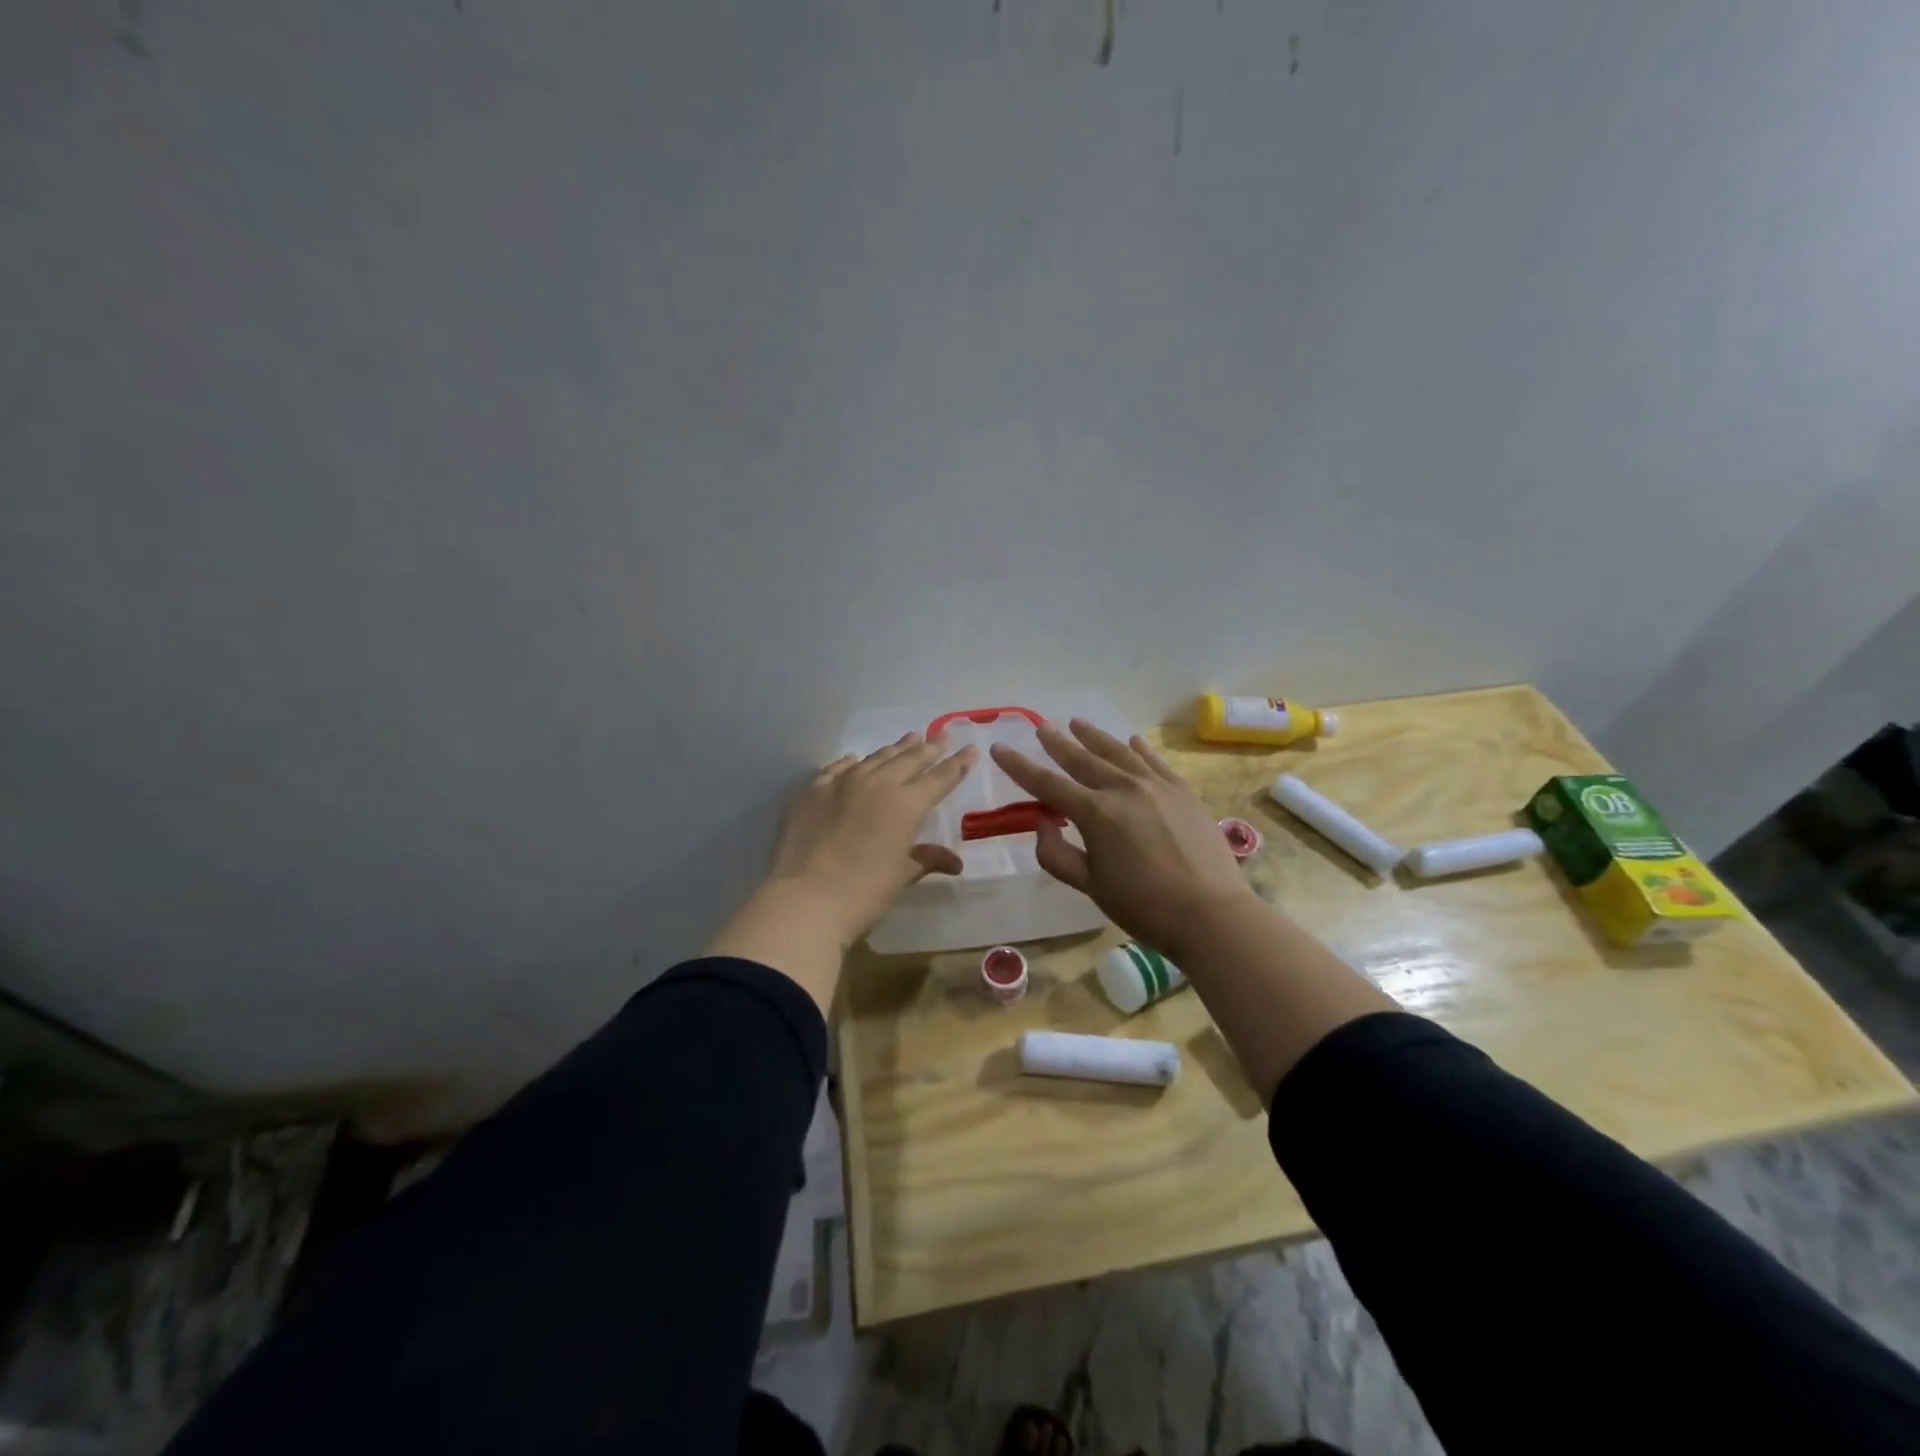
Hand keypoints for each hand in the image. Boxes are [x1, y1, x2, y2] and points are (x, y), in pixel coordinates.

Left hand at [764, 732, 976, 944]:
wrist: (805, 898)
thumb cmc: (863, 893)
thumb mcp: (902, 876)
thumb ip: (927, 859)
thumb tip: (955, 862)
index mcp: (906, 805)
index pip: (940, 779)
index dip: (957, 764)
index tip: (971, 749)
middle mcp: (878, 785)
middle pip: (909, 760)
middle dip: (929, 748)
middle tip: (942, 735)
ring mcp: (842, 784)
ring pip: (875, 759)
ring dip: (895, 748)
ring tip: (910, 737)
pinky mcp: (813, 791)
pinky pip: (837, 769)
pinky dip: (851, 763)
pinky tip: (854, 759)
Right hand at [991, 719, 1254, 956]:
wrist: (1210, 913)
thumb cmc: (1143, 906)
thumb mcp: (1089, 886)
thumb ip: (1057, 854)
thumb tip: (1041, 823)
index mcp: (1095, 813)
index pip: (1047, 783)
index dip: (1019, 766)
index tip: (999, 748)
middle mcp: (1122, 789)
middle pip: (1082, 759)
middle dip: (1057, 743)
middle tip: (1041, 728)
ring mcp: (1156, 786)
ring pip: (1118, 752)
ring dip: (1095, 737)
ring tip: (1077, 723)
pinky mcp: (1182, 791)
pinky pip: (1154, 762)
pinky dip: (1139, 749)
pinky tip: (1131, 740)